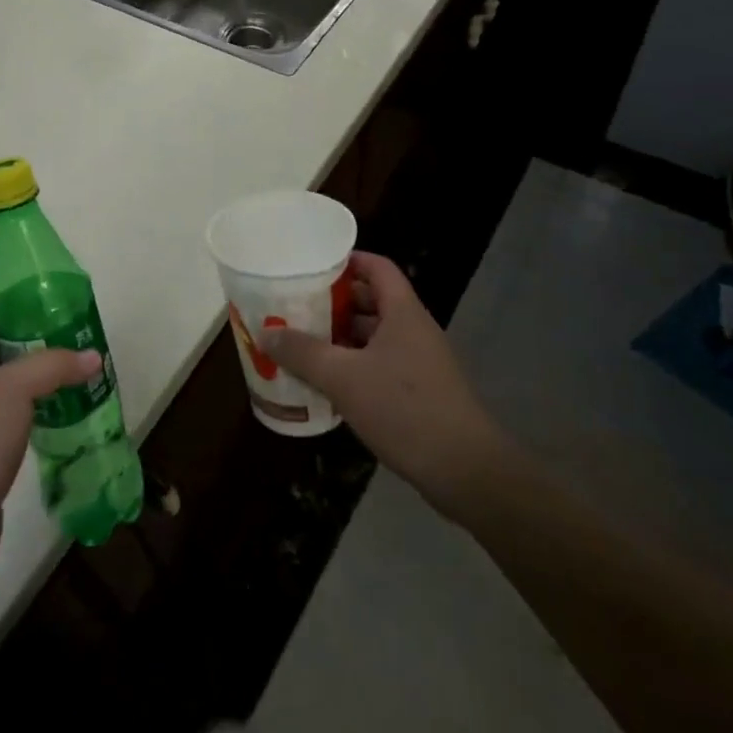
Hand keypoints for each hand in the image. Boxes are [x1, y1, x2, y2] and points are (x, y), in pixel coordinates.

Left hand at [0, 303, 100, 573]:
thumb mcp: (14, 390)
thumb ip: (54, 365)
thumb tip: (93, 356)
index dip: (13, 304)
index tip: (51, 303)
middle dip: (30, 342)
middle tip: (70, 337)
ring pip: (0, 387)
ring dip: (32, 379)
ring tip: (72, 372)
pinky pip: (2, 419)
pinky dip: (27, 411)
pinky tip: (57, 412)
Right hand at [258, 252, 496, 518]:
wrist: (466, 471)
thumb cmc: (405, 409)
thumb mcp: (344, 378)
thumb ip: (303, 353)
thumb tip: (266, 333)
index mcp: (402, 312)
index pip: (377, 267)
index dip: (347, 260)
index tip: (312, 266)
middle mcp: (413, 330)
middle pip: (372, 301)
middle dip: (334, 302)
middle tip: (296, 305)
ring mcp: (419, 362)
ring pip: (374, 336)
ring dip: (341, 337)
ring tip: (302, 342)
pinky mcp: (420, 393)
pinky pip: (380, 365)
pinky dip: (353, 366)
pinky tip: (327, 383)